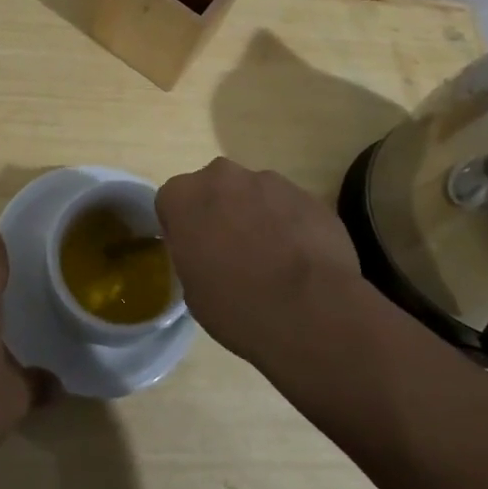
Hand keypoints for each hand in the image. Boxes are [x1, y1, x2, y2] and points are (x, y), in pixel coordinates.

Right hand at [156, 157, 361, 366]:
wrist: (316, 311)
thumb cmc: (240, 308)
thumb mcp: (194, 292)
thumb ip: (192, 255)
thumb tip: (206, 251)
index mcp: (184, 197)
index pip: (171, 202)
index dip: (182, 228)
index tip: (195, 253)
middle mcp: (221, 177)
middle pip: (212, 189)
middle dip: (218, 212)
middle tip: (231, 253)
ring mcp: (267, 181)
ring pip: (251, 194)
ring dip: (255, 216)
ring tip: (273, 260)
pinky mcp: (304, 193)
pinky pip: (285, 205)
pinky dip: (287, 224)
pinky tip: (300, 259)